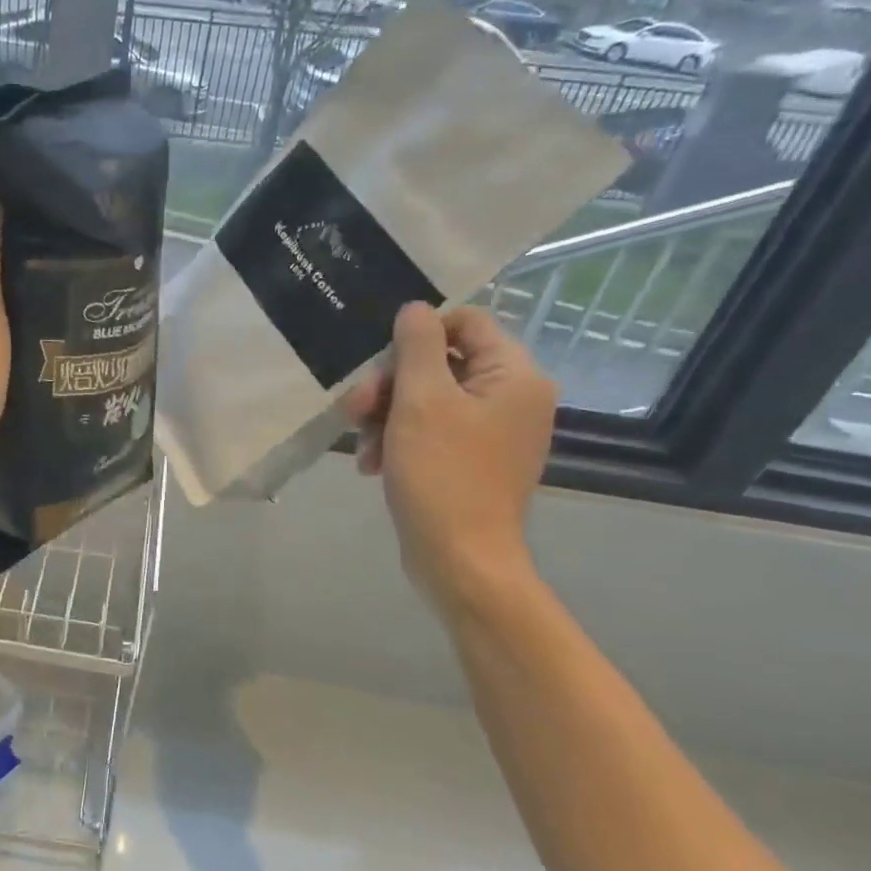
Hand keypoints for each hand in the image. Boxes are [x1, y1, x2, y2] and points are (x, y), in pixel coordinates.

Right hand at [342, 303, 556, 614]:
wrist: (460, 561)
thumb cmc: (442, 474)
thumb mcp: (421, 401)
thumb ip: (418, 345)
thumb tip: (415, 309)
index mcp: (514, 376)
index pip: (467, 322)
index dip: (418, 333)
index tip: (380, 360)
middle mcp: (512, 397)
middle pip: (441, 362)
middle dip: (391, 383)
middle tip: (356, 408)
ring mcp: (493, 432)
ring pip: (428, 398)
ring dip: (386, 414)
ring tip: (362, 445)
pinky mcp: (472, 460)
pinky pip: (431, 430)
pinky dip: (399, 439)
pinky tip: (373, 463)